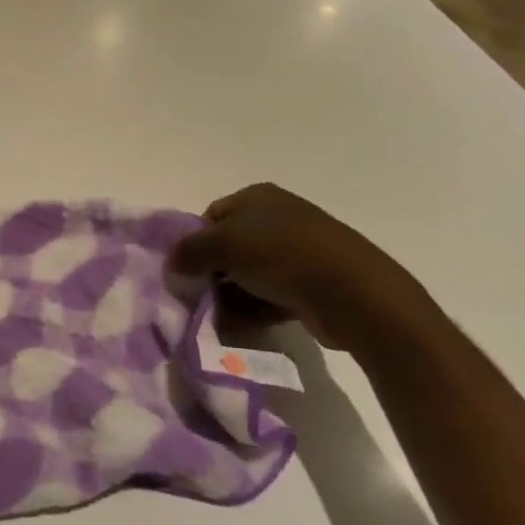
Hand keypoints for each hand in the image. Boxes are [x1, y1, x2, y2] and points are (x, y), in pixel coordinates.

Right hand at [166, 183, 432, 349]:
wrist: (355, 294)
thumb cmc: (282, 255)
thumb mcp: (222, 245)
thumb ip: (188, 252)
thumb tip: (170, 265)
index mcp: (257, 197)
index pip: (210, 217)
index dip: (194, 243)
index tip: (186, 270)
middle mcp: (278, 218)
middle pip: (229, 247)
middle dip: (211, 274)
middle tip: (198, 298)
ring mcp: (298, 252)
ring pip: (249, 274)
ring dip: (231, 297)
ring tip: (218, 318)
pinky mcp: (312, 285)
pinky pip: (271, 296)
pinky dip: (254, 310)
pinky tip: (240, 328)